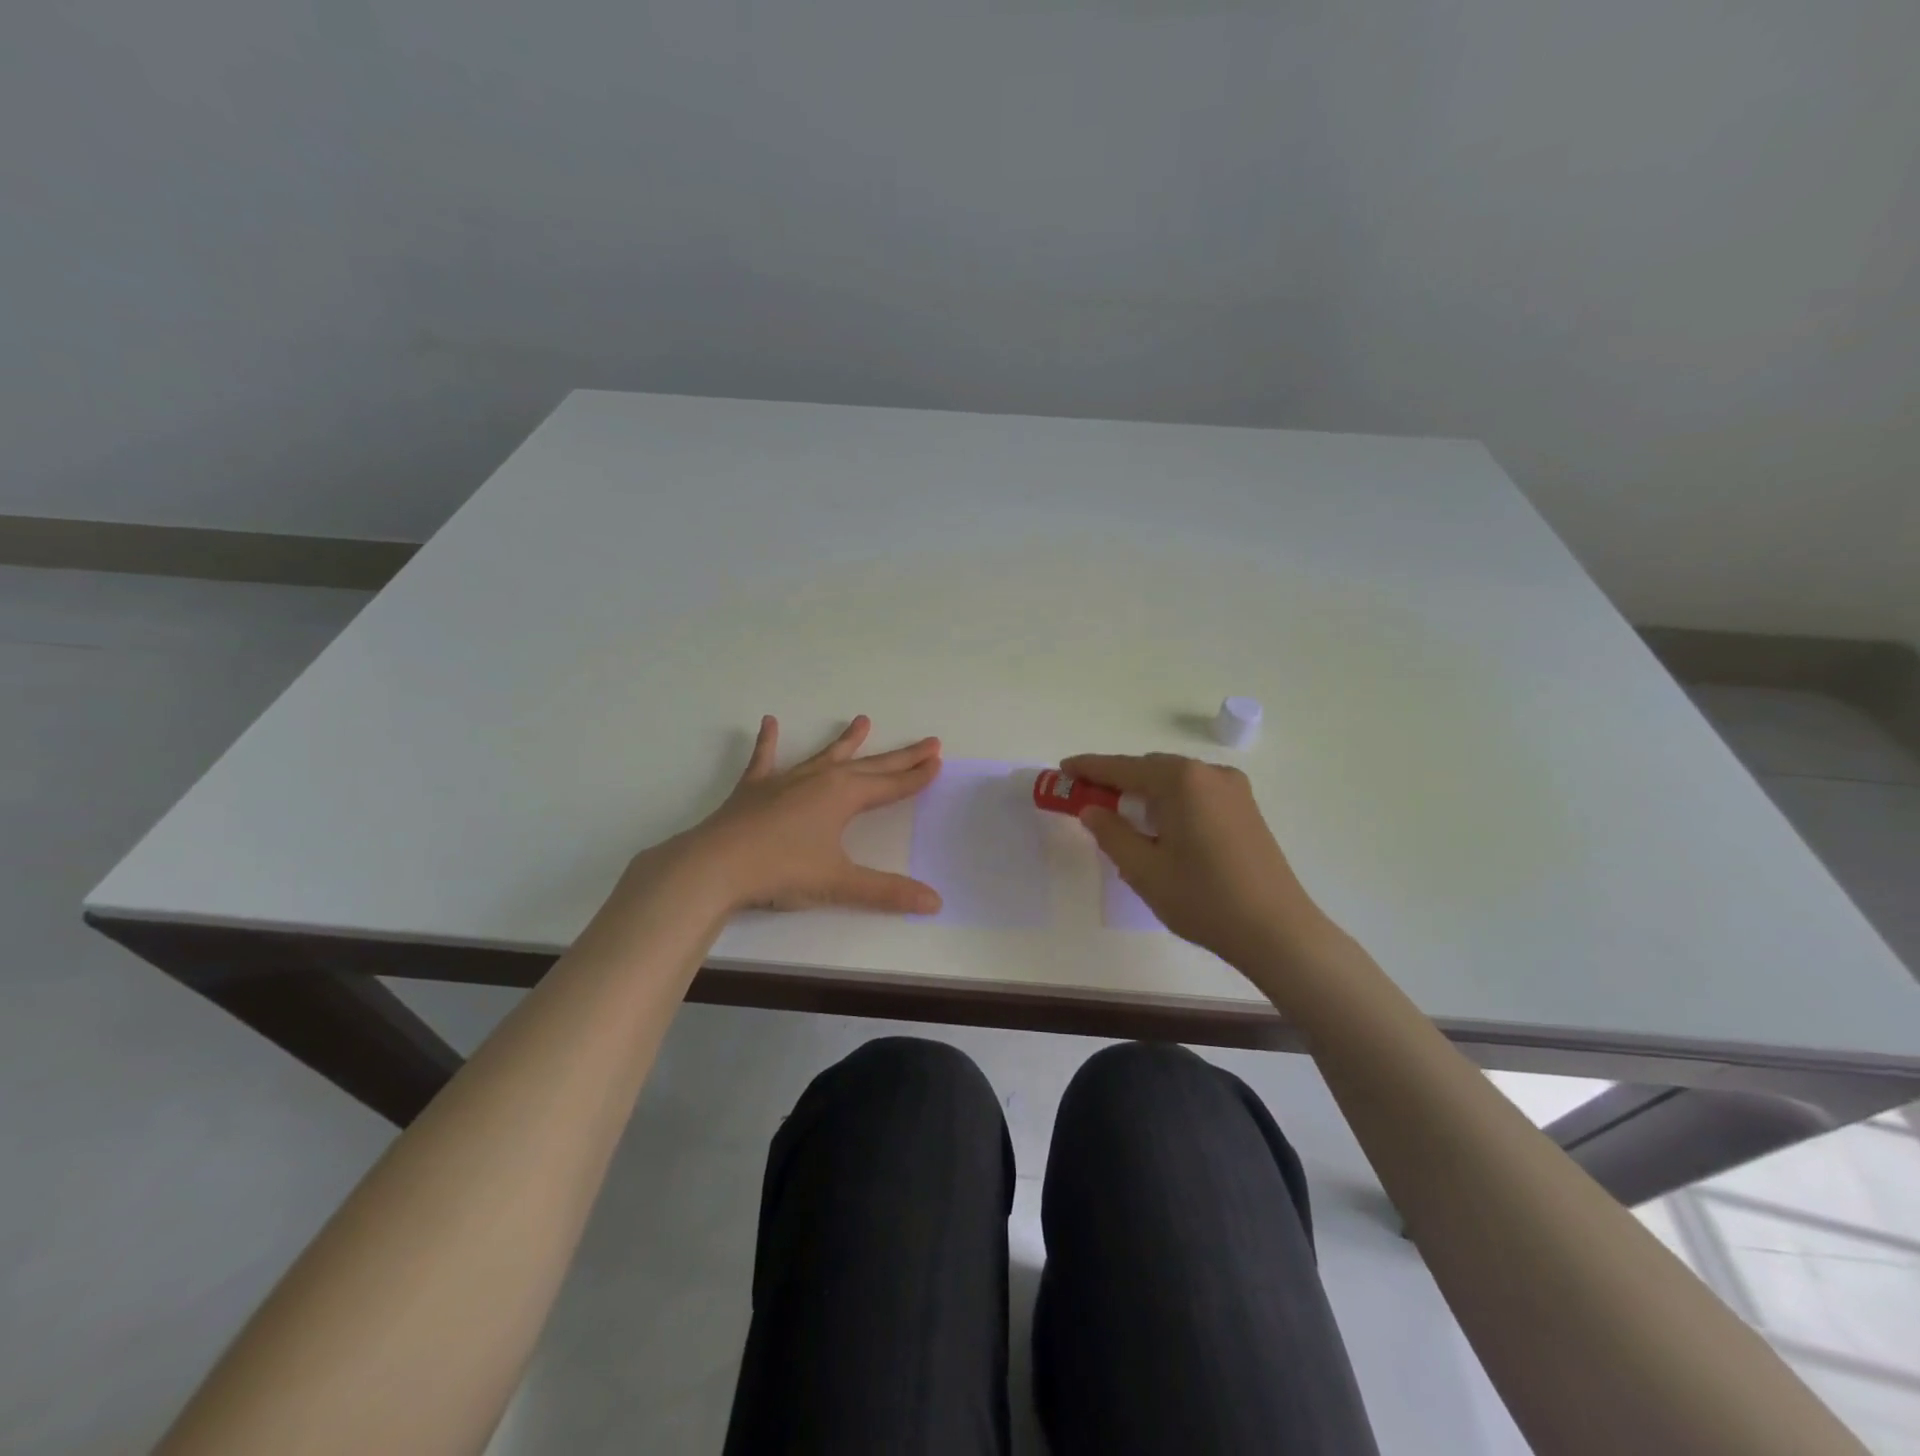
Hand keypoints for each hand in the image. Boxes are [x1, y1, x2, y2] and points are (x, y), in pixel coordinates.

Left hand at [656, 715, 943, 914]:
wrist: (715, 866)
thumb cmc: (782, 872)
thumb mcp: (839, 883)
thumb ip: (887, 892)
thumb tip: (935, 903)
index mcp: (843, 796)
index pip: (890, 785)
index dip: (916, 776)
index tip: (937, 761)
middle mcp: (819, 780)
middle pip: (869, 765)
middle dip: (900, 756)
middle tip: (928, 742)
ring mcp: (785, 780)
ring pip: (824, 755)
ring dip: (846, 741)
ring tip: (863, 721)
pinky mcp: (755, 789)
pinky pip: (765, 759)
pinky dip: (767, 741)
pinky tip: (768, 722)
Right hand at [1062, 752, 1333, 970]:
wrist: (1277, 931)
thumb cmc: (1203, 899)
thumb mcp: (1144, 869)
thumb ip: (1111, 833)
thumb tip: (1092, 810)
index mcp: (1181, 781)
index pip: (1123, 768)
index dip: (1090, 768)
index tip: (1063, 769)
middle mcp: (1209, 774)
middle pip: (1151, 769)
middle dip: (1118, 782)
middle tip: (1089, 800)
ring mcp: (1234, 790)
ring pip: (1175, 781)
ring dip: (1145, 794)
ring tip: (1122, 820)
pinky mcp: (1246, 809)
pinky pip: (1196, 794)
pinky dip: (1171, 803)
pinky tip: (1162, 830)